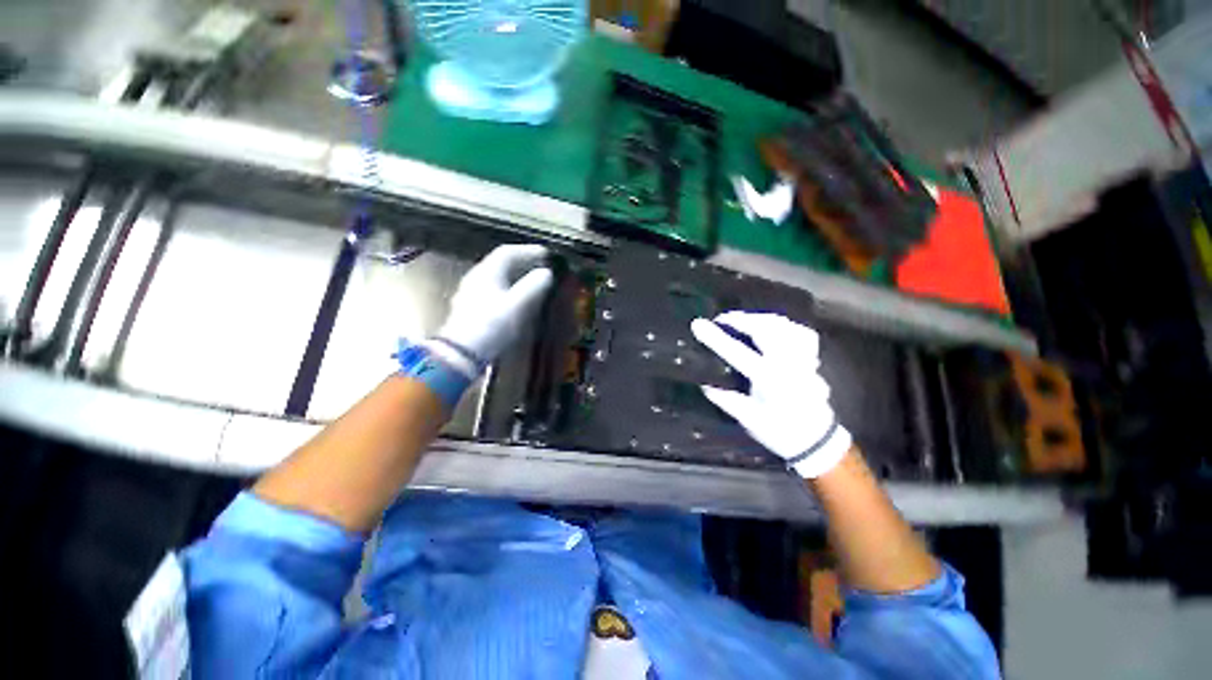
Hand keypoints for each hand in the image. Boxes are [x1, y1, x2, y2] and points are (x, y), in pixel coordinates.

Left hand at [435, 244, 553, 367]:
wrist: (462, 354)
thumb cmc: (492, 326)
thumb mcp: (518, 305)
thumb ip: (534, 286)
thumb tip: (547, 273)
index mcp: (487, 273)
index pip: (508, 252)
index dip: (529, 251)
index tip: (547, 255)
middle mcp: (477, 278)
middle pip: (502, 263)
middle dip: (524, 262)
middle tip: (542, 267)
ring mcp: (472, 294)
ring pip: (498, 278)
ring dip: (517, 277)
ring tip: (534, 283)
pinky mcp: (472, 309)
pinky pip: (495, 290)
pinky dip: (510, 289)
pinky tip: (518, 301)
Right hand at [691, 311, 851, 477]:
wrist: (816, 441)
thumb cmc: (780, 432)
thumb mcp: (748, 419)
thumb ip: (726, 400)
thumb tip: (705, 384)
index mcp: (768, 379)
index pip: (736, 351)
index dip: (715, 337)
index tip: (698, 324)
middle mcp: (787, 364)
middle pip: (764, 329)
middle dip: (740, 319)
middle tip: (722, 319)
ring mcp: (802, 359)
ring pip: (783, 326)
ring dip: (761, 318)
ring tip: (744, 319)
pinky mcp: (810, 360)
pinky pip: (800, 333)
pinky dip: (784, 325)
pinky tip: (772, 326)